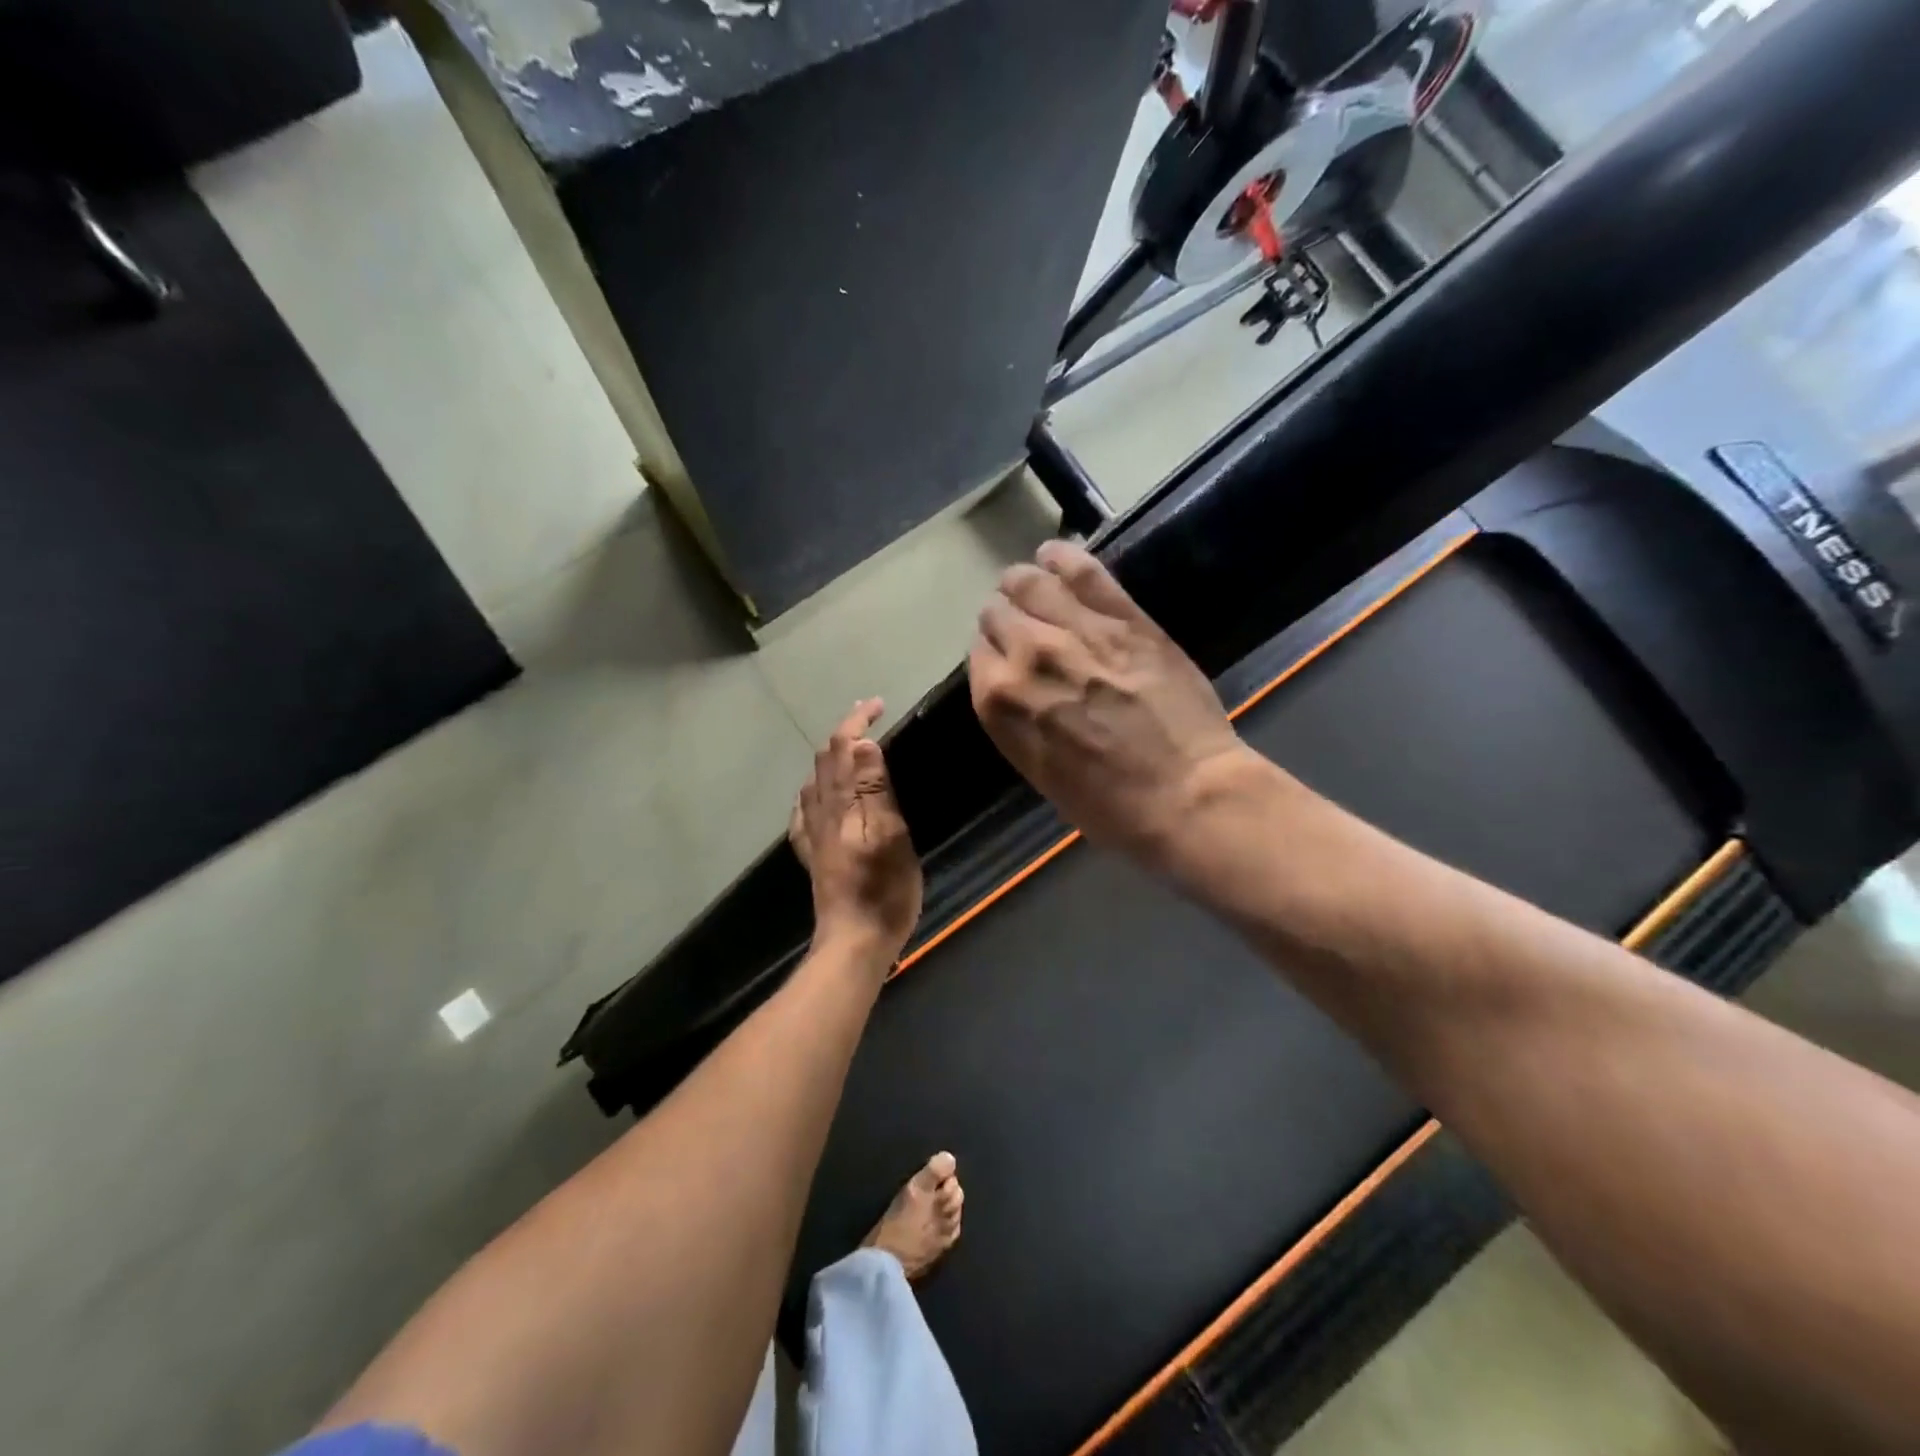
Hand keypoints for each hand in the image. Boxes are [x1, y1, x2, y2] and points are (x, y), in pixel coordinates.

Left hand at [789, 699, 923, 965]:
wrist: (853, 943)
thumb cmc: (882, 891)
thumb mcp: (889, 835)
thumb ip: (873, 789)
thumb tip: (861, 742)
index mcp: (840, 804)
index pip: (841, 748)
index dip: (856, 721)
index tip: (878, 704)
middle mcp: (820, 812)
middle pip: (824, 760)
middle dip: (844, 732)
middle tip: (869, 715)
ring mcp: (813, 835)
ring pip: (815, 782)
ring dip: (832, 756)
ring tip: (852, 748)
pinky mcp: (814, 855)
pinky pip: (806, 811)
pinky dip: (816, 790)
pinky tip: (820, 797)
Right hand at [968, 541, 1251, 866]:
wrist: (1185, 795)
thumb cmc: (1108, 804)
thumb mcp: (1040, 771)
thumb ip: (1019, 720)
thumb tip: (1018, 689)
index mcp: (999, 702)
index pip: (979, 654)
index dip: (993, 655)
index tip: (1008, 660)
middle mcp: (1026, 655)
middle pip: (997, 613)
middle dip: (1006, 619)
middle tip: (1024, 628)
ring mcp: (1075, 630)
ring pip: (1029, 582)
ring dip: (1024, 583)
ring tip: (1032, 584)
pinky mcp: (1122, 617)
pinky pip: (1082, 570)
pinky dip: (1062, 557)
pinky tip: (1053, 554)